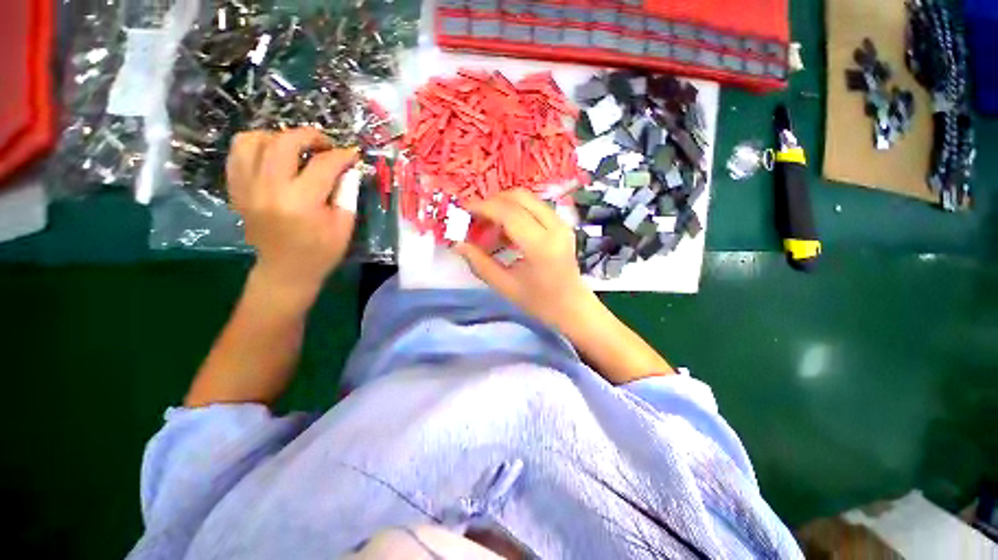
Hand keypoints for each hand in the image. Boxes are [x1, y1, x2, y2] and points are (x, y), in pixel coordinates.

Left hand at [226, 129, 358, 300]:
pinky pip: (238, 154)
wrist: (285, 270)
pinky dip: (256, 145)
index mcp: (302, 202)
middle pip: (284, 142)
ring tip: (296, 148)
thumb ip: (348, 194)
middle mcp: (269, 189)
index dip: (342, 155)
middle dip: (309, 136)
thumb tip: (349, 168)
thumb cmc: (321, 252)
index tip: (353, 155)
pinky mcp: (237, 190)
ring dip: (278, 137)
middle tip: (325, 144)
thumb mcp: (344, 226)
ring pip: (253, 141)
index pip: (323, 165)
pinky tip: (273, 154)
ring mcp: (247, 188)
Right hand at [455, 189, 599, 328]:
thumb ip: (480, 263)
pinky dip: (516, 211)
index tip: (463, 210)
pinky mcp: (562, 225)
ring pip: (527, 199)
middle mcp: (554, 227)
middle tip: (475, 218)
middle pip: (519, 197)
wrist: (573, 307)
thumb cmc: (539, 303)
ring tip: (488, 226)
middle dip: (492, 202)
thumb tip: (458, 243)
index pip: (508, 212)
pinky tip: (506, 231)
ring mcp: (561, 223)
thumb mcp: (505, 286)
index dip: (483, 207)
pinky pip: (535, 207)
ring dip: (504, 206)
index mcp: (540, 246)